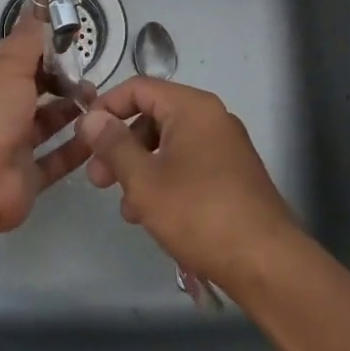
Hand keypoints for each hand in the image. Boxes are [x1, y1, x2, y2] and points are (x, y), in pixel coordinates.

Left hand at [0, 17, 92, 235]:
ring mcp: (9, 147)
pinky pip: (55, 159)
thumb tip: (35, 8)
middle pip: (30, 91)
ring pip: (44, 124)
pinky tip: (98, 135)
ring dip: (70, 112)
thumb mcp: (6, 69)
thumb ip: (26, 41)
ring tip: (98, 102)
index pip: (11, 57)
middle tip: (88, 75)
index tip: (69, 40)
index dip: (38, 47)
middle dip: (59, 81)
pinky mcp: (26, 177)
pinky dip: (75, 148)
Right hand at [76, 79, 299, 291]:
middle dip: (120, 145)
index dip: (105, 108)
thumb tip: (90, 118)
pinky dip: (163, 180)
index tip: (83, 138)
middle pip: (153, 116)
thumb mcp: (144, 179)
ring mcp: (224, 147)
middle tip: (97, 179)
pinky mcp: (231, 175)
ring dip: (139, 168)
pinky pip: (187, 164)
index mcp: (192, 107)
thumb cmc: (199, 213)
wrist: (266, 262)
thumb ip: (114, 145)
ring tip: (126, 207)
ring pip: (168, 144)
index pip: (138, 88)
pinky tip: (151, 215)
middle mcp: (211, 118)